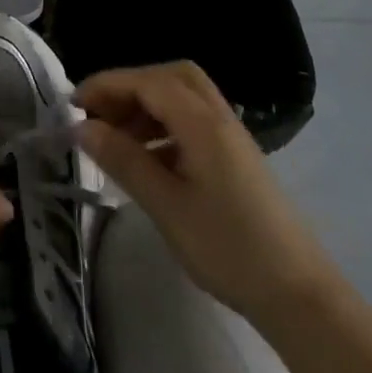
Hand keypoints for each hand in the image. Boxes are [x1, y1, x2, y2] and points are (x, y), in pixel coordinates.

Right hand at [75, 62, 339, 323]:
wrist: (299, 295)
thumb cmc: (228, 249)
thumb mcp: (166, 205)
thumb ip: (123, 160)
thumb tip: (82, 127)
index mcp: (203, 124)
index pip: (148, 82)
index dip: (106, 85)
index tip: (72, 106)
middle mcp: (219, 119)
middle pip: (170, 77)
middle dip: (129, 87)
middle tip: (98, 114)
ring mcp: (231, 138)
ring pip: (183, 98)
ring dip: (145, 105)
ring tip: (114, 138)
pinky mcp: (235, 158)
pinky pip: (193, 121)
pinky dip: (163, 125)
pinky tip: (146, 158)